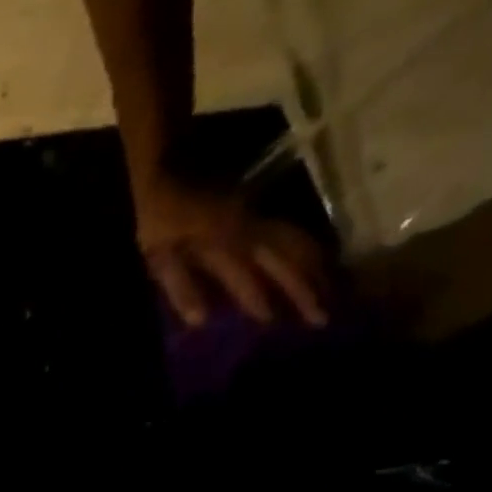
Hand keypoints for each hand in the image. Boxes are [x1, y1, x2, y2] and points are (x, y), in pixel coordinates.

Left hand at [132, 172, 328, 328]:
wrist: (169, 166)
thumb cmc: (159, 216)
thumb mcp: (159, 255)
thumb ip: (180, 287)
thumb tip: (200, 320)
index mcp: (223, 243)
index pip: (248, 279)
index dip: (261, 302)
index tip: (276, 325)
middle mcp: (250, 229)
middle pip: (285, 260)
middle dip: (305, 289)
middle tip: (322, 318)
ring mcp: (259, 216)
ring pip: (297, 244)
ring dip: (316, 270)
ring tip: (332, 294)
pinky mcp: (261, 210)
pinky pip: (293, 232)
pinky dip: (310, 250)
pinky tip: (319, 265)